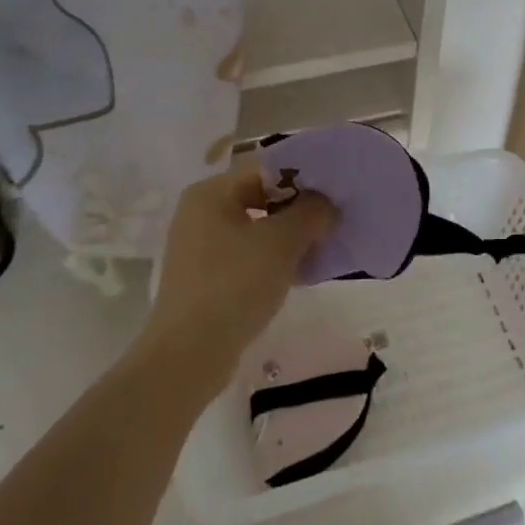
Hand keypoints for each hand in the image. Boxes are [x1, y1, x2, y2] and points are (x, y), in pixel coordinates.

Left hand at [145, 163, 337, 389]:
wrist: (189, 354)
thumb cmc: (235, 283)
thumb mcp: (282, 241)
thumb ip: (311, 212)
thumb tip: (327, 205)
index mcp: (211, 193)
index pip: (266, 169)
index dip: (303, 178)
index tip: (334, 194)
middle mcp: (200, 213)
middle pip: (261, 198)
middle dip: (299, 210)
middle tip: (332, 223)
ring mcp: (200, 247)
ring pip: (256, 229)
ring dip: (289, 237)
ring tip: (322, 249)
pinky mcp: (205, 278)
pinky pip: (247, 256)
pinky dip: (273, 260)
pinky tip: (300, 274)